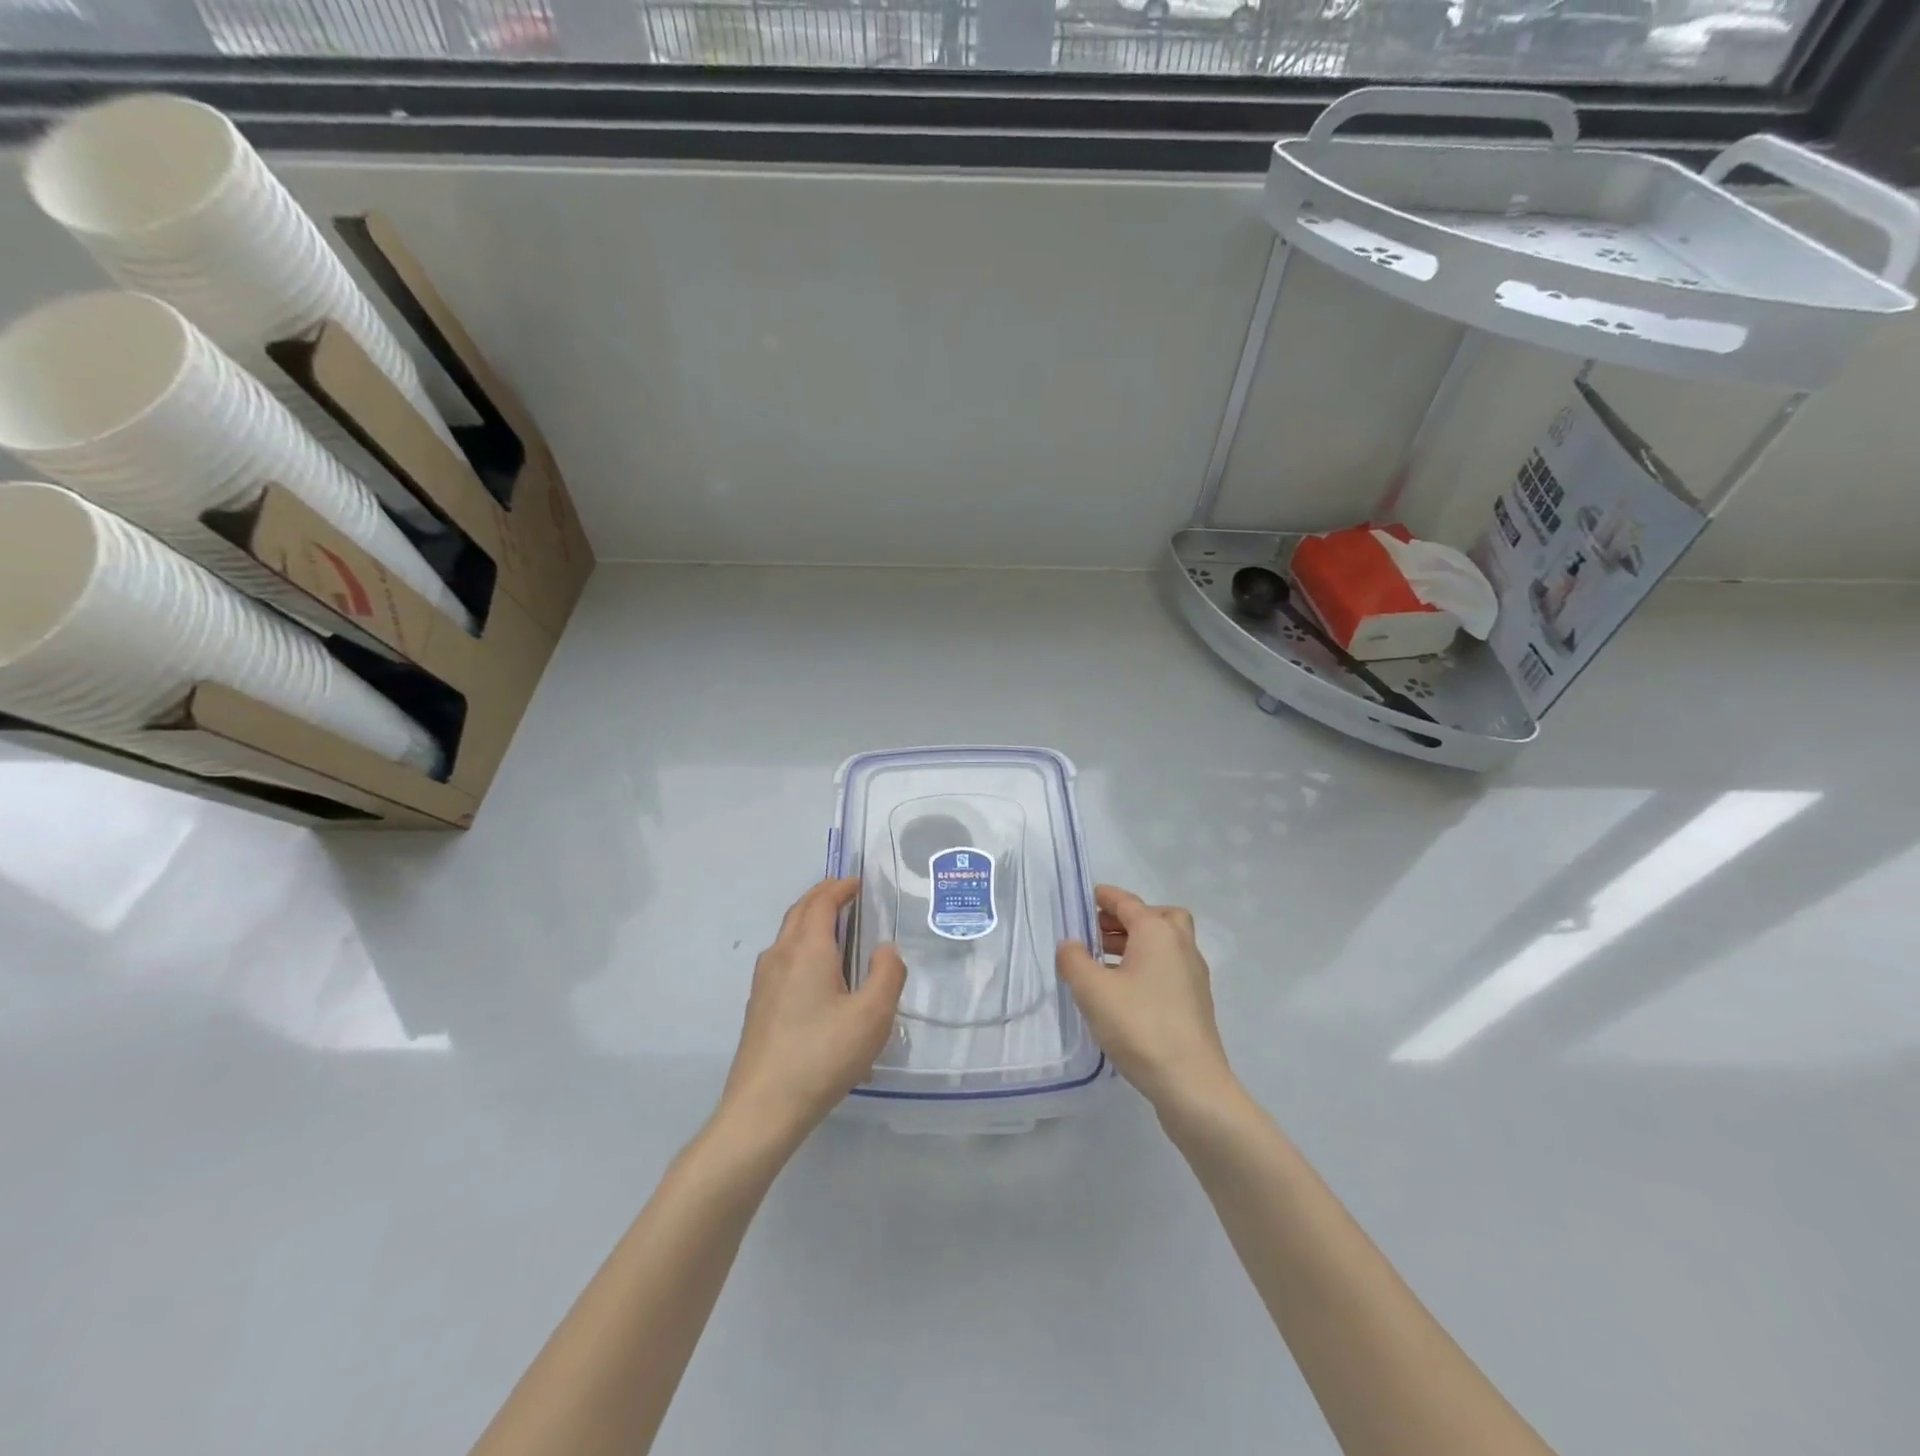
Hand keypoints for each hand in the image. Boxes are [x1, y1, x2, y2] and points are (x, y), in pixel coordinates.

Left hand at [720, 878, 906, 1145]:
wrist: (763, 1109)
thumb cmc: (822, 1055)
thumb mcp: (872, 1016)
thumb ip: (887, 974)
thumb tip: (884, 949)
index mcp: (808, 949)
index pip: (822, 901)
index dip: (841, 887)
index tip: (859, 883)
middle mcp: (780, 955)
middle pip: (799, 912)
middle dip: (823, 897)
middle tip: (848, 896)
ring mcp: (764, 982)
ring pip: (787, 936)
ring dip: (810, 921)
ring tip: (836, 930)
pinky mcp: (759, 1007)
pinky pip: (782, 959)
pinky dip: (801, 946)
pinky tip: (817, 975)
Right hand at [1057, 885, 1236, 1117]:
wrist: (1191, 1084)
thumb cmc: (1139, 1026)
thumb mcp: (1092, 990)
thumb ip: (1074, 960)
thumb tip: (1071, 945)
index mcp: (1157, 932)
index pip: (1128, 902)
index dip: (1105, 897)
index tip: (1086, 897)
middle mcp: (1181, 946)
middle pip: (1156, 917)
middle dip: (1126, 919)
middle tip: (1097, 932)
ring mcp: (1193, 976)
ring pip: (1164, 944)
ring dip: (1136, 944)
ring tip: (1102, 962)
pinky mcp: (1196, 1003)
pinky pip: (1168, 969)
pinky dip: (1146, 967)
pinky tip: (1123, 992)